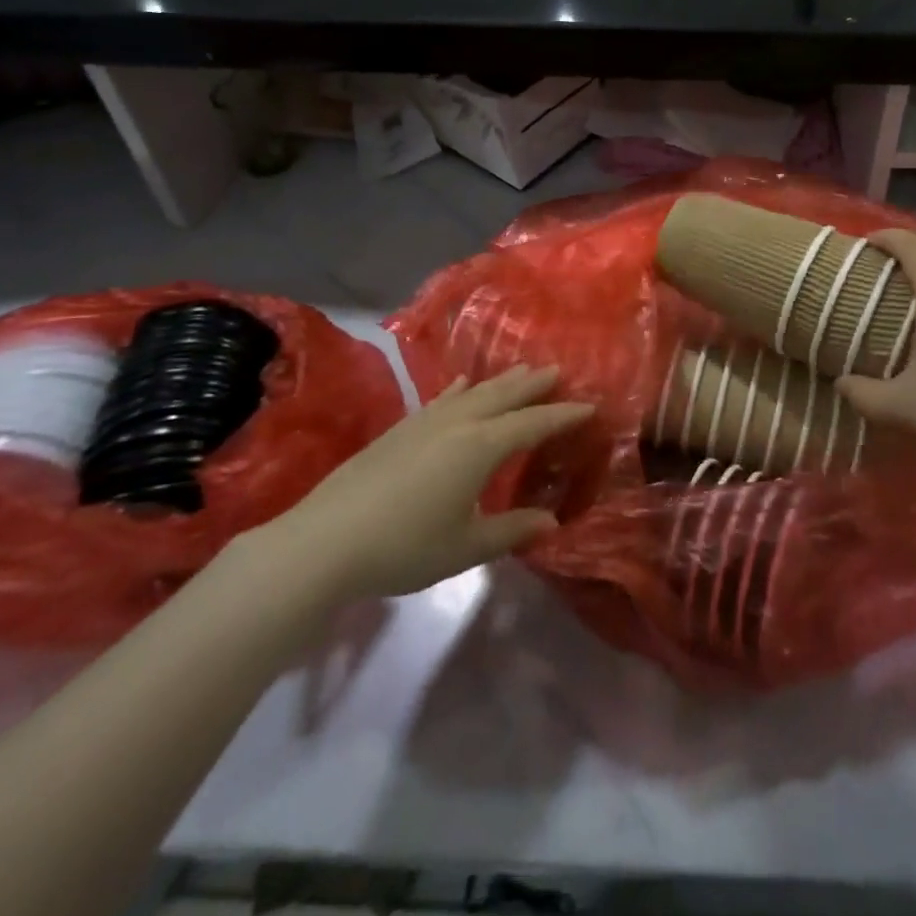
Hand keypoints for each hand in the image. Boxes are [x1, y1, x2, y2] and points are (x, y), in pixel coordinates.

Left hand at [267, 365, 591, 600]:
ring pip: (475, 391)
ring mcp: (427, 421)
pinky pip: (443, 397)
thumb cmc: (405, 546)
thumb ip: (511, 531)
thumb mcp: (466, 547)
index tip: (589, 404)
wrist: (326, 540)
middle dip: (535, 383)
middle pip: (506, 395)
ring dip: (502, 380)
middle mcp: (460, 423)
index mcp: (482, 447)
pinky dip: (460, 388)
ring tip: (522, 369)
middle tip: (559, 369)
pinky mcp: (401, 428)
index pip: (534, 424)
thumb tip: (551, 523)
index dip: (563, 415)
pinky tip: (463, 383)